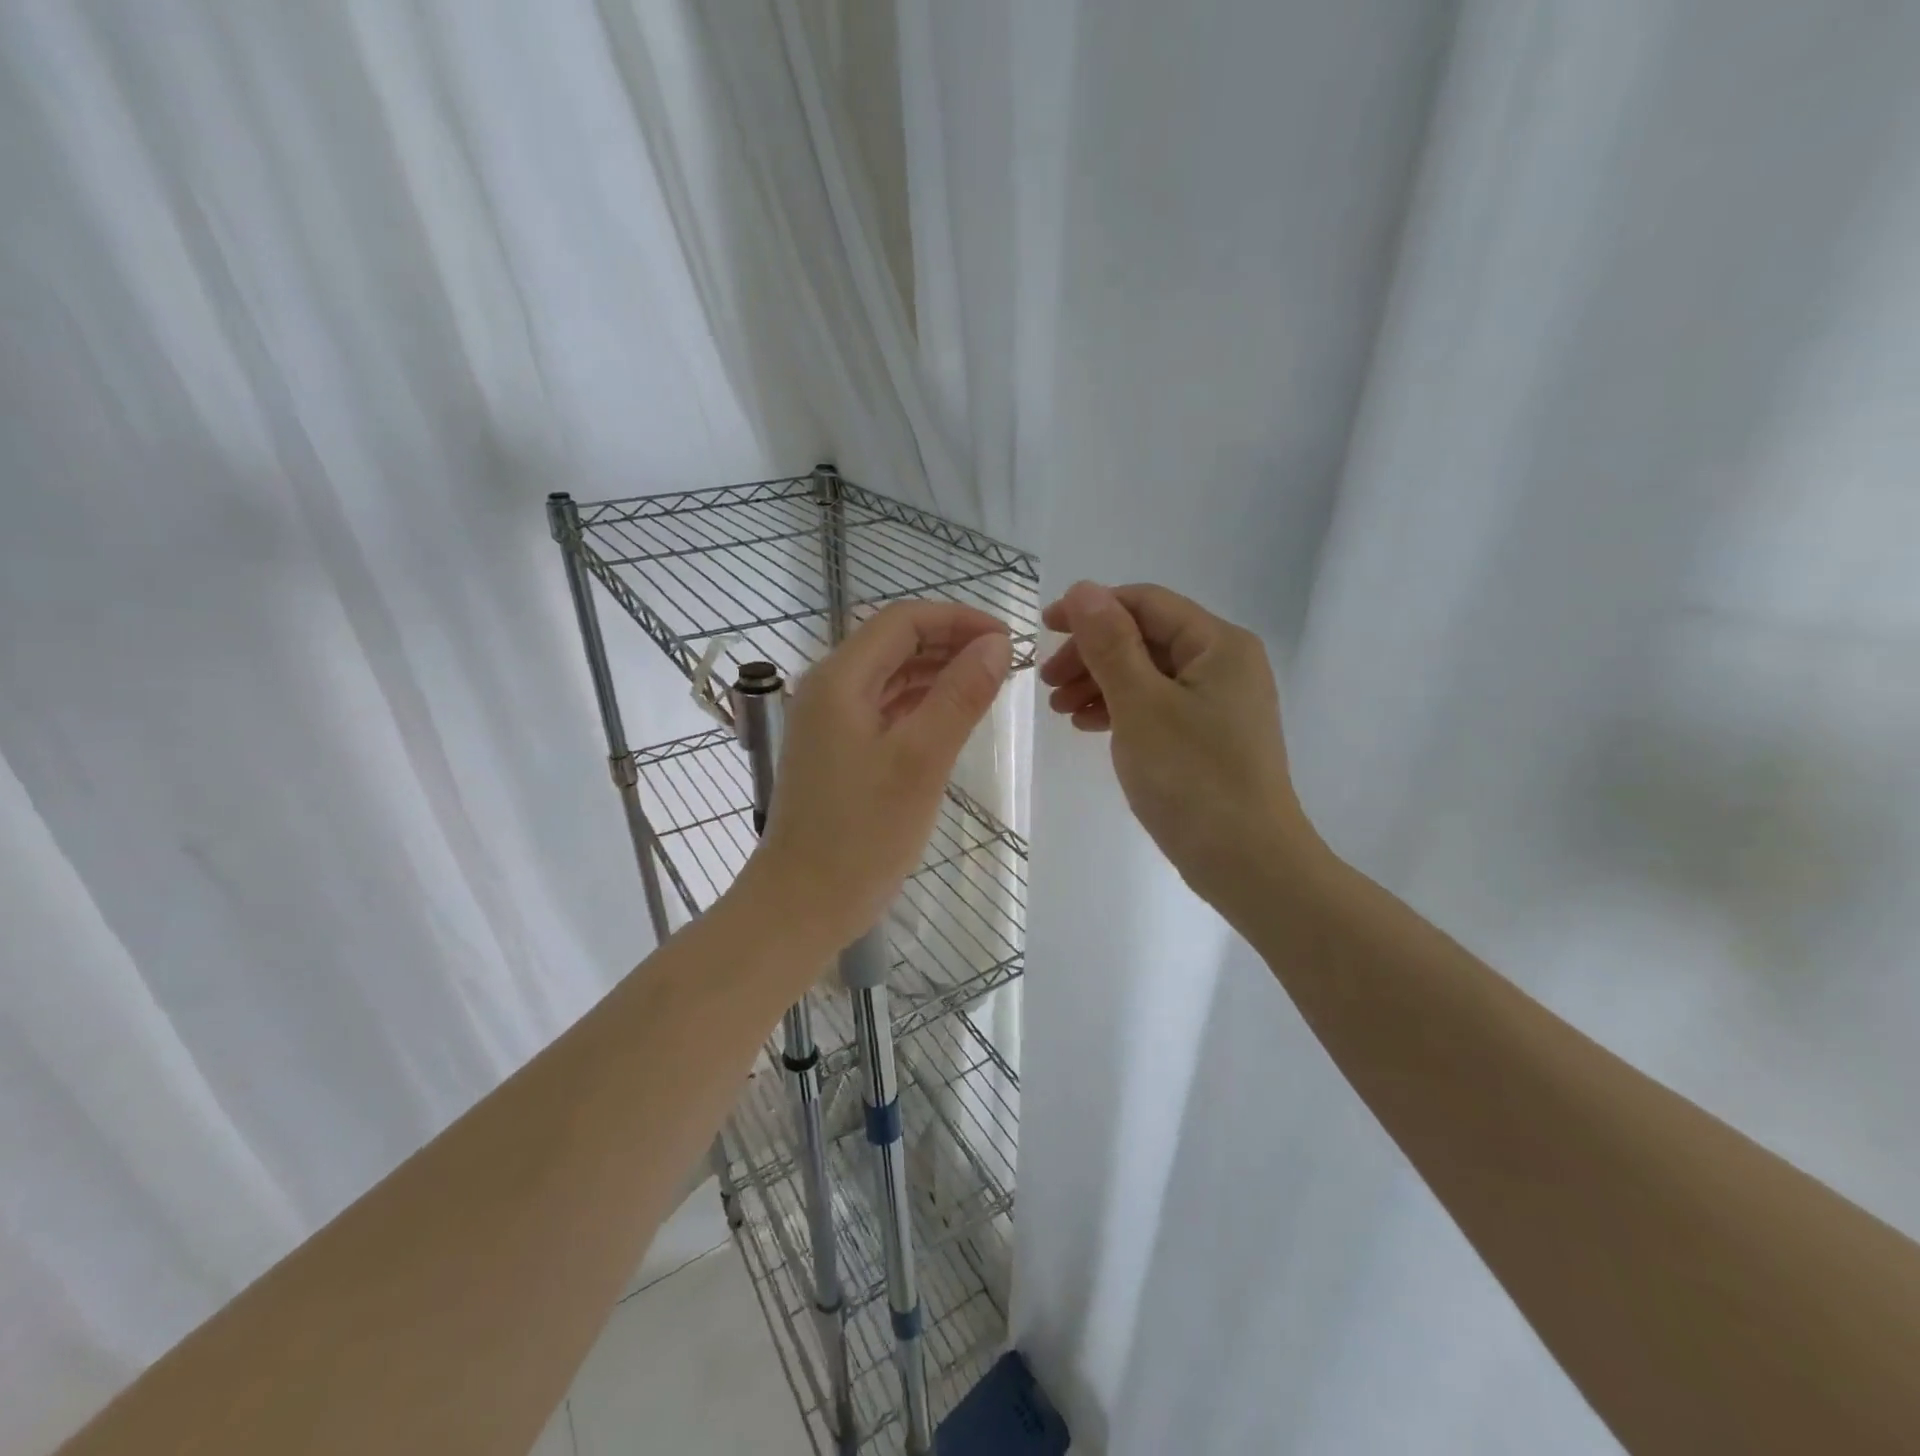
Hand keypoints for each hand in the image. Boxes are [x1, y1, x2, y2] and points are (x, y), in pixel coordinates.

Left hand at [740, 601, 1012, 953]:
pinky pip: (883, 709)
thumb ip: (959, 696)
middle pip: (894, 643)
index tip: (1006, 639)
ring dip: (937, 672)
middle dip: (950, 643)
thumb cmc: (861, 834)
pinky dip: (919, 704)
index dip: (958, 620)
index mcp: (840, 680)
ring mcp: (829, 722)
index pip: (903, 621)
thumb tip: (996, 644)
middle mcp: (828, 689)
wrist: (802, 904)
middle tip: (1004, 662)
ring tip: (987, 684)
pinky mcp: (837, 751)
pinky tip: (951, 717)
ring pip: (890, 677)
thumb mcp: (920, 761)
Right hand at [1040, 581, 1321, 910]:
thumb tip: (1082, 588)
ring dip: (1100, 683)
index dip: (1090, 609)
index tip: (1043, 630)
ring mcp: (1220, 702)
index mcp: (1218, 644)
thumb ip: (1109, 644)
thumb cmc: (1192, 778)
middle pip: (1146, 638)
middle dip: (1092, 654)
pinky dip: (1121, 709)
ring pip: (1148, 674)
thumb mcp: (1140, 705)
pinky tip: (1089, 726)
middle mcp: (1225, 663)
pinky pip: (1158, 705)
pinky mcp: (1210, 735)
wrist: (1247, 862)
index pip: (1145, 603)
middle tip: (1047, 684)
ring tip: (1061, 711)